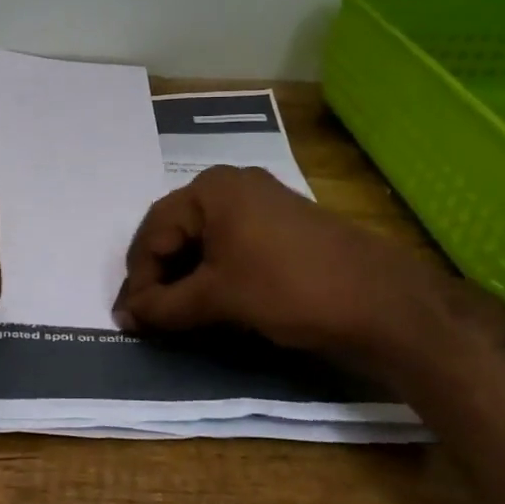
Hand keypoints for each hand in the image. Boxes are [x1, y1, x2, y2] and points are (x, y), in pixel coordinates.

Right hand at [112, 165, 441, 365]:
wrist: (381, 302)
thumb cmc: (287, 289)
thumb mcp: (217, 298)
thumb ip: (163, 306)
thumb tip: (123, 316)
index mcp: (210, 189)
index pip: (153, 233)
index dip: (138, 278)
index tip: (131, 319)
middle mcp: (231, 184)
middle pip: (175, 231)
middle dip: (159, 275)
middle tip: (150, 316)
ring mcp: (260, 201)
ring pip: (203, 239)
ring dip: (184, 276)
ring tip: (177, 312)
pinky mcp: (281, 224)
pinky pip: (229, 243)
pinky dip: (213, 271)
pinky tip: (211, 299)